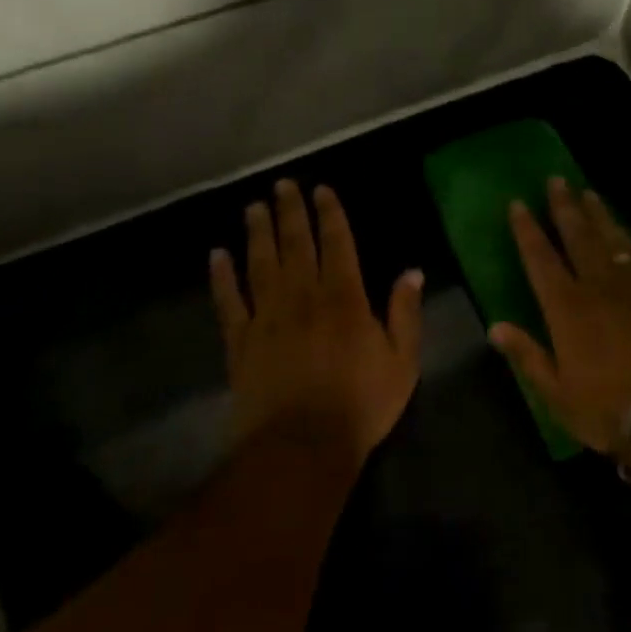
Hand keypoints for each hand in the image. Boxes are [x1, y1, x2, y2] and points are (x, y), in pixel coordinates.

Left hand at [210, 180, 423, 461]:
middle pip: (295, 244)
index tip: (321, 190)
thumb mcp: (403, 361)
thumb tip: (412, 272)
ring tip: (253, 206)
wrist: (302, 447)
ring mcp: (268, 317)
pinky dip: (222, 276)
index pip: (337, 244)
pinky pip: (229, 301)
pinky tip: (218, 255)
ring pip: (261, 263)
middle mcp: (303, 297)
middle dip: (290, 211)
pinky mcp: (241, 341)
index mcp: (345, 299)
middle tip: (282, 184)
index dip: (329, 214)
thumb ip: (405, 313)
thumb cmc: (361, 405)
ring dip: (257, 232)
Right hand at [489, 178, 630, 452]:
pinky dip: (626, 237)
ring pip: (611, 238)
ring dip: (598, 214)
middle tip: (556, 179)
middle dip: (564, 206)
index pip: (540, 258)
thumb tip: (495, 327)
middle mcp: (598, 284)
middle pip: (578, 235)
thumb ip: (527, 354)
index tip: (518, 203)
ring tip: (588, 192)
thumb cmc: (609, 407)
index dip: (527, 229)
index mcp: (567, 307)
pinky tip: (623, 231)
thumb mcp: (557, 392)